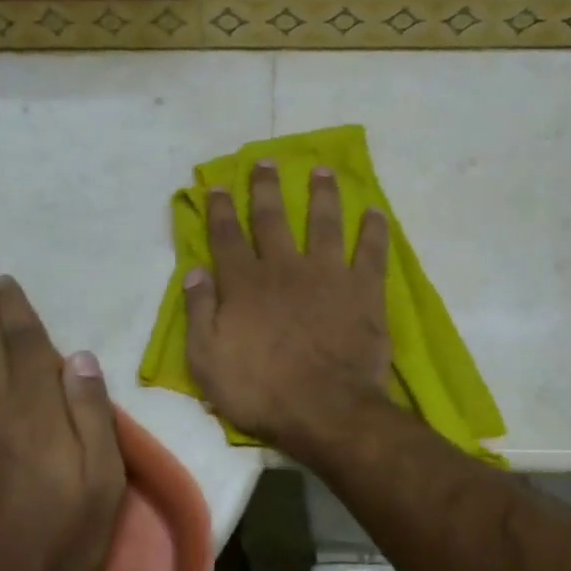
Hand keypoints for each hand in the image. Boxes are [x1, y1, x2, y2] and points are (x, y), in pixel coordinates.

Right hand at [183, 161, 391, 457]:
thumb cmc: (259, 391)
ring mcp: (326, 274)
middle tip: (267, 161)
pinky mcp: (362, 290)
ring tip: (321, 170)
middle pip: (273, 218)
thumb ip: (199, 311)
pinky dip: (373, 231)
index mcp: (244, 283)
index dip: (221, 209)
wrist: (324, 410)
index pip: (227, 236)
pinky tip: (375, 212)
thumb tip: (194, 271)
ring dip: (321, 194)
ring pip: (323, 222)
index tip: (220, 185)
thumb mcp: (206, 359)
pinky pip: (370, 252)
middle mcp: (284, 267)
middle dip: (266, 187)